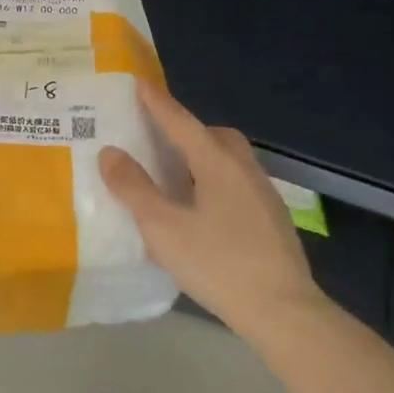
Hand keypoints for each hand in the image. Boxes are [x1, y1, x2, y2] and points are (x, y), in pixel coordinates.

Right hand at [100, 84, 319, 339]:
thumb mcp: (164, 228)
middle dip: (184, 129)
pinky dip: (214, 179)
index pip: (181, 121)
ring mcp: (262, 192)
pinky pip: (236, 180)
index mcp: (217, 162)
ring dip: (201, 155)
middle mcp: (243, 167)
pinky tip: (202, 208)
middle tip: (157, 138)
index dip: (157, 102)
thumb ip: (134, 189)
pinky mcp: (271, 217)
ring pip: (228, 158)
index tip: (139, 81)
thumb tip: (110, 153)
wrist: (284, 310)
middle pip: (212, 135)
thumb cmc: (219, 264)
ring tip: (175, 174)